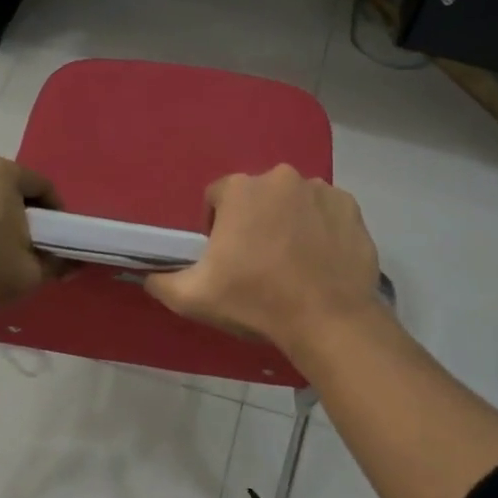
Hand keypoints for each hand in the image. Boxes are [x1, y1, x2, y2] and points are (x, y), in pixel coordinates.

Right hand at [145, 165, 382, 354]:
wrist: (327, 320)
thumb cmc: (255, 301)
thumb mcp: (193, 297)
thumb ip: (161, 281)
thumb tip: (147, 275)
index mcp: (240, 189)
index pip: (218, 198)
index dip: (217, 226)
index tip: (226, 257)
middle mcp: (281, 177)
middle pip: (258, 197)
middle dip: (255, 221)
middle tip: (259, 261)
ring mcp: (320, 189)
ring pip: (294, 201)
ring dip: (289, 222)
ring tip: (293, 261)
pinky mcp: (350, 207)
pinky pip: (327, 212)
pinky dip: (322, 228)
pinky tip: (320, 259)